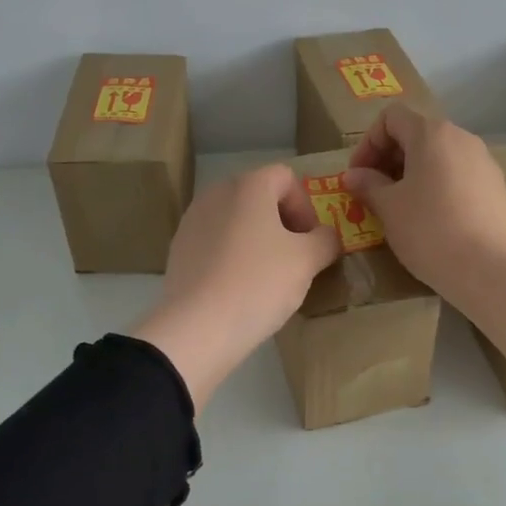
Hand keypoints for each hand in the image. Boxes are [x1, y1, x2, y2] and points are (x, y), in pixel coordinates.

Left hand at [132, 164, 341, 410]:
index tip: (311, 242)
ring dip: (257, 240)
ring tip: (267, 276)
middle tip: (295, 258)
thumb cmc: (259, 283)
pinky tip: (239, 288)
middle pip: (259, 197)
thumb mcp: (307, 261)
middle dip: (282, 223)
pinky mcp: (178, 250)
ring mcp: (192, 221)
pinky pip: (216, 243)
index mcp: (248, 186)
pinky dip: (232, 256)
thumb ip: (325, 241)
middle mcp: (216, 193)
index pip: (286, 178)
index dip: (306, 206)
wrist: (197, 327)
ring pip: (236, 221)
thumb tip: (326, 237)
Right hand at [344, 106, 505, 358]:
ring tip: (400, 208)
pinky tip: (431, 219)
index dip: (368, 143)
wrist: (488, 268)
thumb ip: (368, 185)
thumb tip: (353, 176)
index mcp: (432, 134)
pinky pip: (458, 175)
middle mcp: (461, 138)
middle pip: (417, 134)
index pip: (391, 118)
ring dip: (413, 174)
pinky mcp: (496, 188)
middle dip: (389, 159)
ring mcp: (484, 162)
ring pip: (439, 156)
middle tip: (374, 193)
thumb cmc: (429, 230)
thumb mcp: (389, 208)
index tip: (358, 177)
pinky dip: (437, 186)